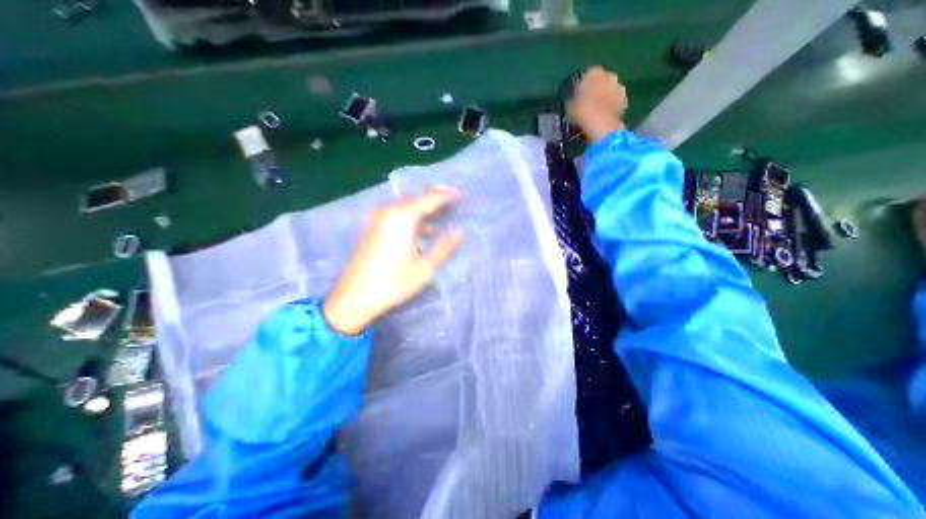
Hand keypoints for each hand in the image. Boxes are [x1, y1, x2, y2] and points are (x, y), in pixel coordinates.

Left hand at [323, 184, 462, 331]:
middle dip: (434, 196)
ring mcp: (378, 219)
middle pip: (415, 198)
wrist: (354, 297)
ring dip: (423, 205)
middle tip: (451, 196)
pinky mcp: (372, 227)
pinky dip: (411, 214)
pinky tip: (421, 227)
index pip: (429, 199)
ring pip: (405, 204)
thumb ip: (443, 247)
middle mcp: (389, 212)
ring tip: (440, 209)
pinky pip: (396, 213)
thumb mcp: (424, 268)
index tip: (459, 193)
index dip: (445, 196)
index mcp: (402, 218)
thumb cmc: (393, 283)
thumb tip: (459, 232)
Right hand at [572, 66, 629, 144]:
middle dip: (596, 90)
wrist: (600, 124)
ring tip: (597, 112)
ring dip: (605, 97)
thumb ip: (573, 99)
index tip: (578, 98)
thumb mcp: (569, 106)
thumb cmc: (581, 113)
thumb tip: (574, 99)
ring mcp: (619, 86)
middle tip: (588, 104)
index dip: (582, 88)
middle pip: (601, 81)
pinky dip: (612, 107)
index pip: (586, 76)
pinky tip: (604, 117)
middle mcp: (609, 74)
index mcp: (593, 73)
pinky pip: (616, 102)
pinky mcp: (625, 100)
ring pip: (610, 90)